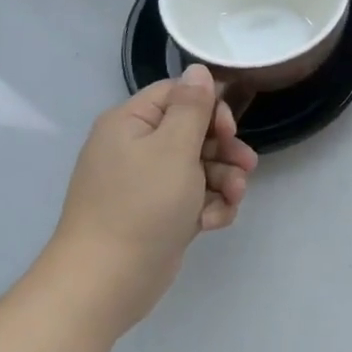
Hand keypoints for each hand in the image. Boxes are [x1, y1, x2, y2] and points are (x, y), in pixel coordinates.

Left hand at [42, 64, 259, 338]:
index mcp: (131, 123)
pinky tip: (212, 223)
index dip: (209, 108)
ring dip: (223, 181)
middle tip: (245, 165)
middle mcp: (136, 148)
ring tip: (233, 199)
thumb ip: (192, 107)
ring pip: (199, 168)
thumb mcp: (173, 148)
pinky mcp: (158, 215)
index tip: (228, 130)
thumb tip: (197, 69)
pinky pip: (192, 198)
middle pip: (194, 132)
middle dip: (224, 150)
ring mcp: (146, 184)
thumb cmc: (141, 205)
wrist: (105, 282)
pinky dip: (208, 207)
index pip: (178, 95)